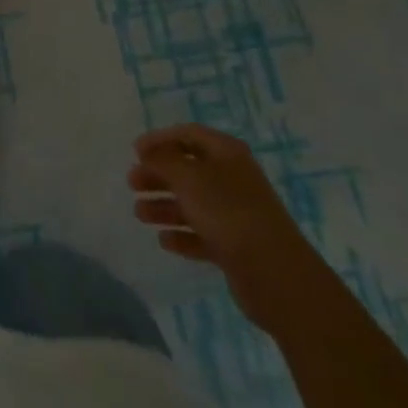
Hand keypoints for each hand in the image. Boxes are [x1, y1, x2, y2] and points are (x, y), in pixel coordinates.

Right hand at [127, 123, 327, 333]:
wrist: (274, 273)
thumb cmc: (227, 212)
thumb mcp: (188, 177)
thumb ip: (163, 161)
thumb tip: (150, 153)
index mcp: (226, 153)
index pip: (188, 134)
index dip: (160, 139)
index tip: (135, 152)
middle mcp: (232, 179)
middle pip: (188, 170)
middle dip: (158, 175)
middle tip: (132, 184)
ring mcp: (235, 213)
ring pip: (192, 203)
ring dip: (164, 206)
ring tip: (140, 214)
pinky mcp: (236, 246)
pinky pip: (202, 234)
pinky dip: (182, 235)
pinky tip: (164, 241)